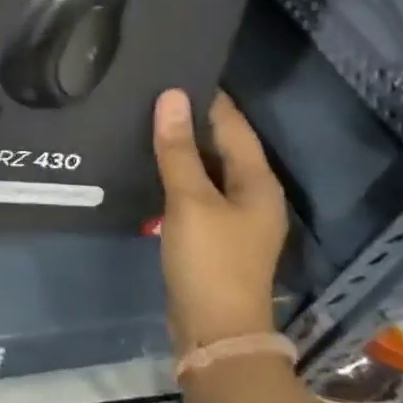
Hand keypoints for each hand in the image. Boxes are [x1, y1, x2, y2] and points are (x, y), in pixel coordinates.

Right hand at [152, 89, 287, 350]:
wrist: (215, 331)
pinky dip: (178, 178)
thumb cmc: (209, 261)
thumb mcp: (190, 201)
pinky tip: (151, 169)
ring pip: (208, 171)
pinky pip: (197, 194)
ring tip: (145, 124)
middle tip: (151, 95)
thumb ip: (178, 150)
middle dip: (191, 122)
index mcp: (257, 181)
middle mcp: (252, 195)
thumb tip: (171, 97)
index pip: (232, 125)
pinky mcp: (215, 237)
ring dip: (182, 151)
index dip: (207, 98)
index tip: (175, 71)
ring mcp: (235, 219)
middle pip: (222, 147)